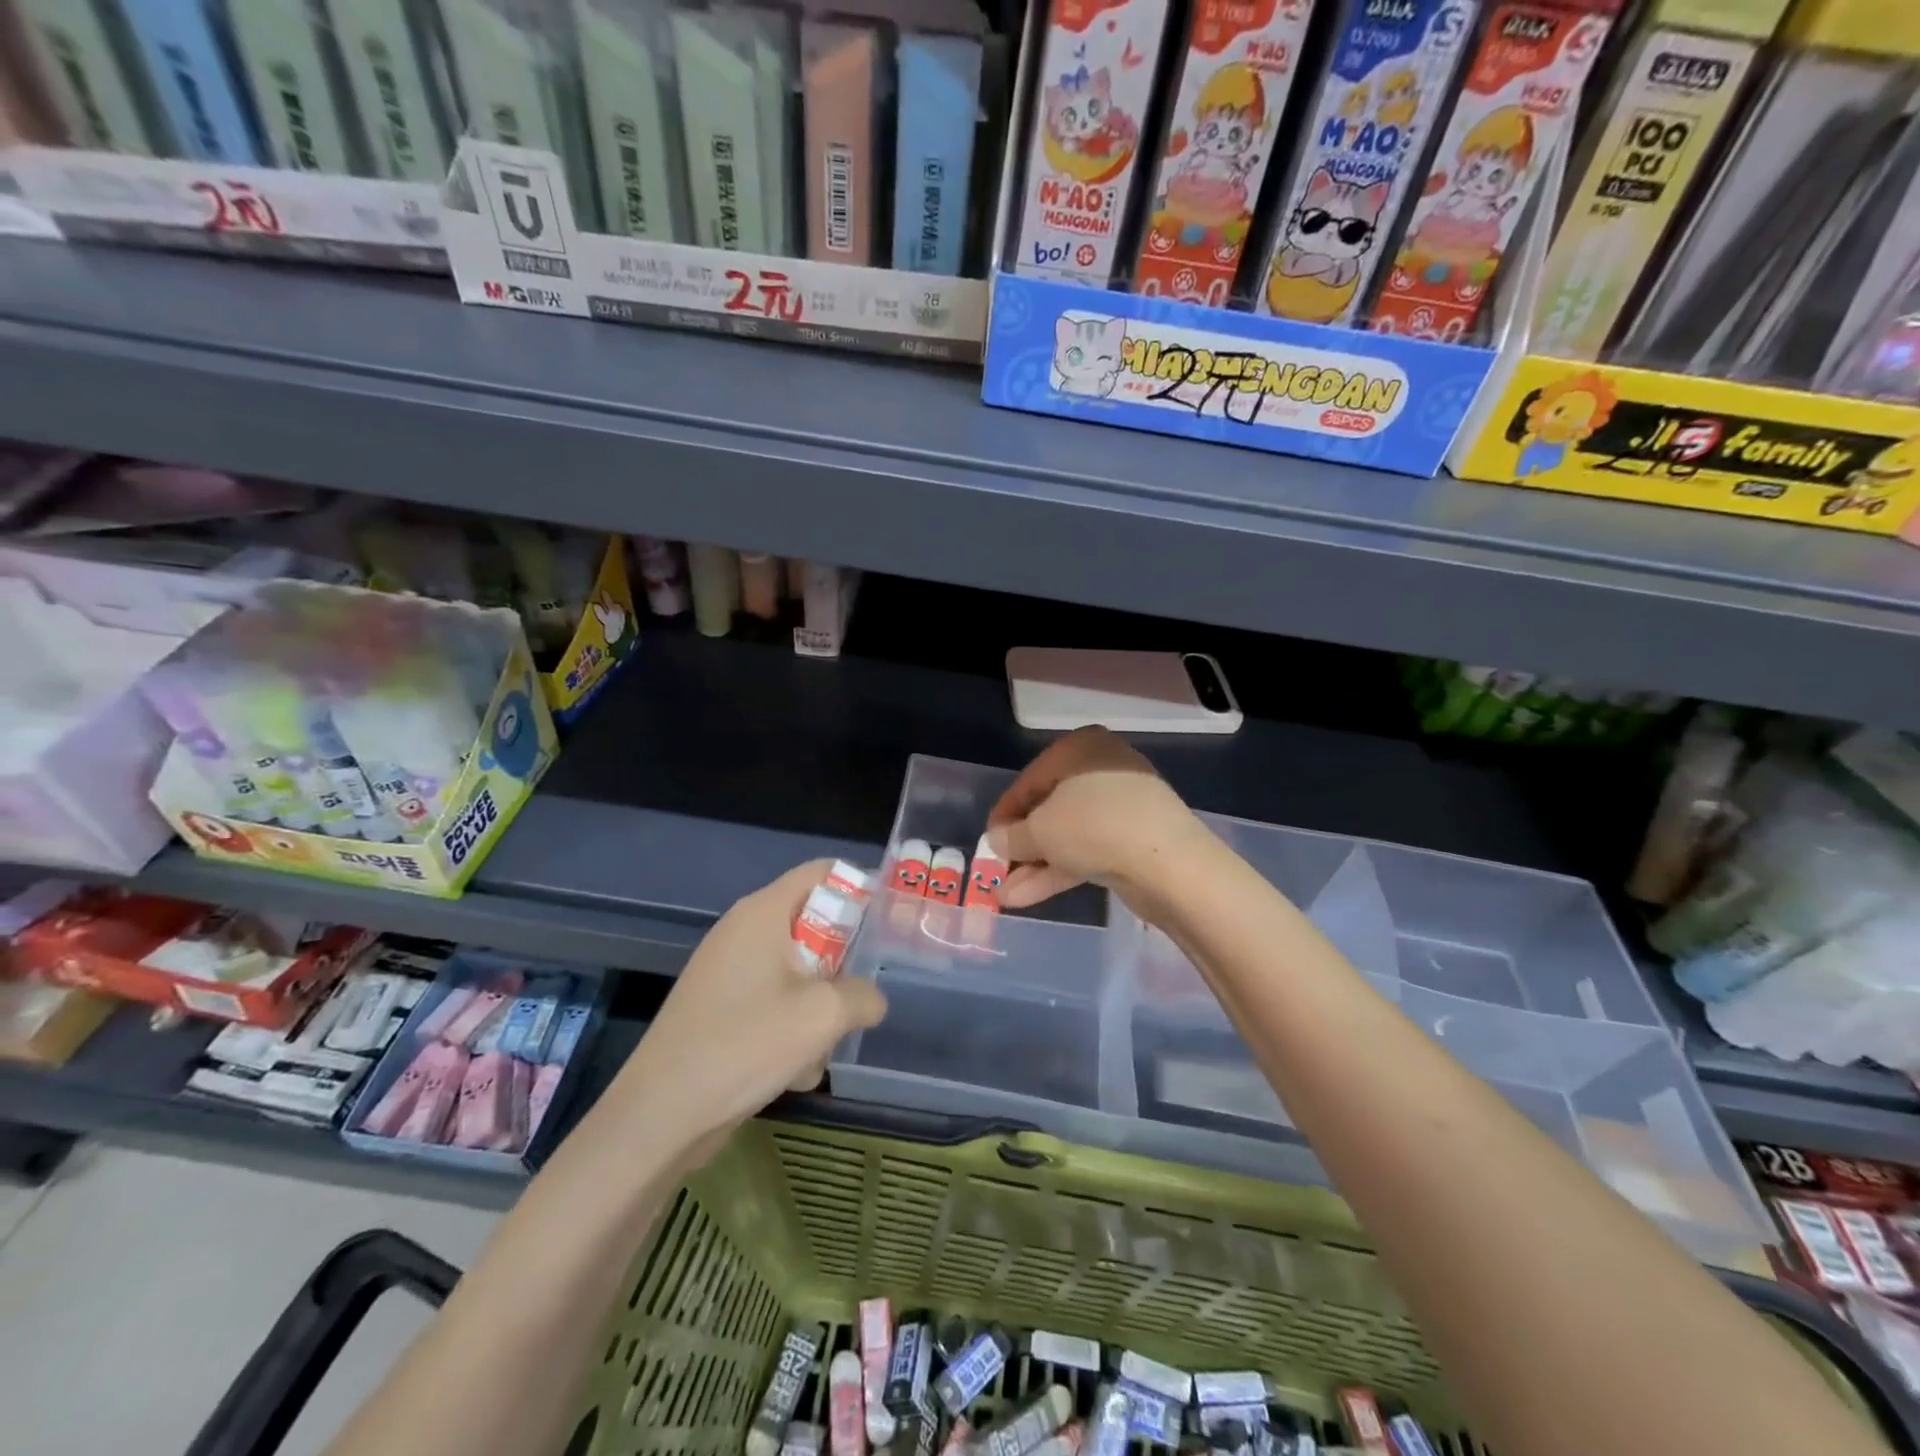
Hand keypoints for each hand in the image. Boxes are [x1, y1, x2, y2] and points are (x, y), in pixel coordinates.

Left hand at [610, 861, 886, 1159]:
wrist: (661, 1114)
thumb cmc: (746, 1044)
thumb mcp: (823, 1015)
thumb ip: (863, 995)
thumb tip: (870, 998)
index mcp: (763, 913)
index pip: (821, 872)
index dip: (859, 888)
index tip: (887, 925)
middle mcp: (743, 931)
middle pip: (812, 924)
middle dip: (841, 965)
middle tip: (858, 997)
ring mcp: (727, 971)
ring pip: (797, 972)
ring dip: (818, 1008)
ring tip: (818, 1050)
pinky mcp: (719, 1008)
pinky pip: (772, 1002)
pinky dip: (790, 1029)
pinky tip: (792, 1072)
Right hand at [986, 727, 1202, 911]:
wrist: (1169, 864)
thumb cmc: (1093, 827)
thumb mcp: (1040, 830)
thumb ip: (1012, 836)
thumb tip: (997, 841)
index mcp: (1080, 749)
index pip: (1030, 780)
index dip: (1004, 813)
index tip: (987, 842)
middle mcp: (1102, 769)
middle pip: (1050, 809)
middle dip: (1021, 846)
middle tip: (996, 871)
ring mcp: (1122, 807)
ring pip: (1068, 835)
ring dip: (1035, 865)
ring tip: (1003, 896)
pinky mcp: (1134, 840)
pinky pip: (1087, 851)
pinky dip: (1059, 871)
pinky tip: (1027, 898)